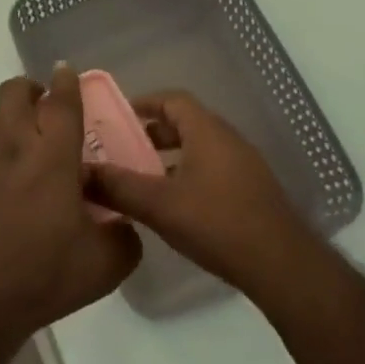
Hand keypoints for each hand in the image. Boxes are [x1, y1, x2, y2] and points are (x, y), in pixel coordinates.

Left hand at [0, 66, 142, 354]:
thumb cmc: (42, 277)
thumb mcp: (103, 266)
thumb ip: (125, 237)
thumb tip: (125, 223)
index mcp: (51, 157)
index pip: (61, 101)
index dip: (66, 82)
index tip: (66, 72)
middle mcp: (12, 146)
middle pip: (15, 91)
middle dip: (31, 90)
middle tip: (44, 109)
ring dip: (11, 127)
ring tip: (24, 158)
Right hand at [86, 90, 315, 296]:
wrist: (281, 264)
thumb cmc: (218, 223)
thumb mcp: (160, 206)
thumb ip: (120, 188)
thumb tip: (83, 173)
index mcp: (207, 131)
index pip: (172, 99)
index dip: (145, 103)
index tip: (118, 115)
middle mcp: (227, 138)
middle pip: (186, 122)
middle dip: (154, 132)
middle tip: (124, 149)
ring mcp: (244, 164)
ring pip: (200, 147)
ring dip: (171, 156)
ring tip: (144, 179)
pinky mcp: (252, 189)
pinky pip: (213, 167)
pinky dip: (189, 173)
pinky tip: (175, 205)